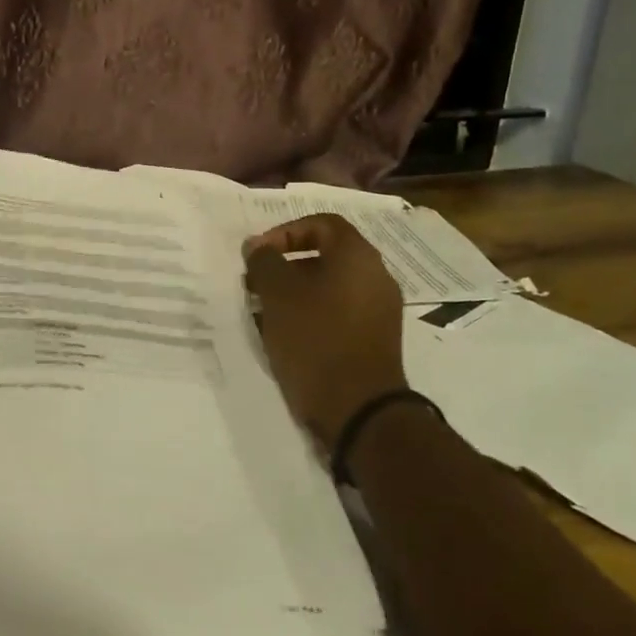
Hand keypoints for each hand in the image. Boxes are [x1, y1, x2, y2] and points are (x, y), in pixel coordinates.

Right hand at [243, 214, 407, 450]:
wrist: (360, 411)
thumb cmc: (316, 341)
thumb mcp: (278, 295)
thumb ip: (264, 262)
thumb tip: (258, 246)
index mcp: (358, 256)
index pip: (321, 224)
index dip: (285, 232)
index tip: (258, 254)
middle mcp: (376, 277)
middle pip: (325, 256)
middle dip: (285, 266)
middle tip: (256, 284)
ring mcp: (379, 311)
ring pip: (329, 288)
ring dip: (295, 293)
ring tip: (264, 313)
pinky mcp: (375, 340)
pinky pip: (338, 314)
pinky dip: (311, 315)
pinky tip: (286, 337)